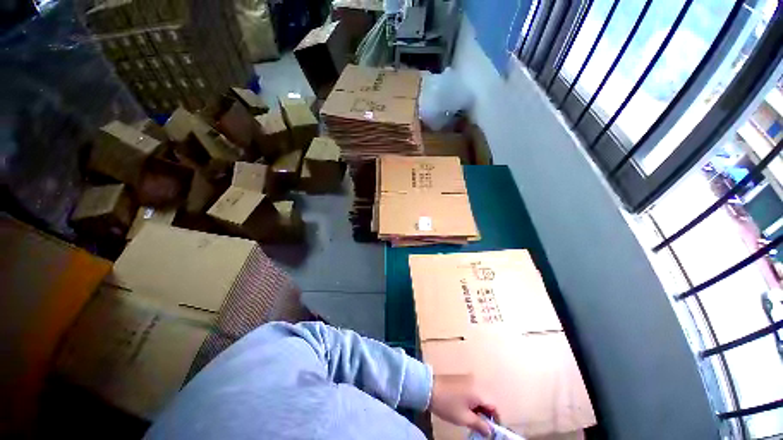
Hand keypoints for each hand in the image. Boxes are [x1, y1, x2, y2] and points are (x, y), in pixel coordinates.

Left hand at [429, 375, 497, 436]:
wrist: (429, 388)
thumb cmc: (447, 405)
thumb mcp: (464, 418)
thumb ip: (480, 425)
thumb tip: (490, 431)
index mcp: (478, 391)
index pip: (493, 406)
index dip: (495, 419)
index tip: (492, 430)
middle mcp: (475, 382)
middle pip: (487, 400)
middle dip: (486, 414)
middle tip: (481, 427)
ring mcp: (467, 378)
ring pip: (479, 396)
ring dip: (479, 408)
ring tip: (472, 419)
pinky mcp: (461, 378)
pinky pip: (472, 390)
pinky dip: (472, 400)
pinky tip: (465, 408)